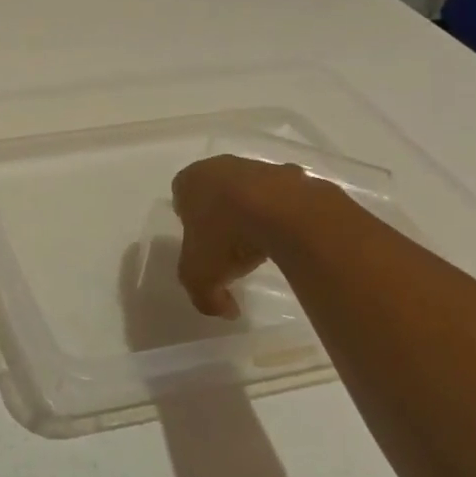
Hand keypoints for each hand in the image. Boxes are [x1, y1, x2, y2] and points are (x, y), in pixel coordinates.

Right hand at [170, 155, 301, 317]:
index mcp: (190, 181)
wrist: (284, 212)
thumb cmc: (226, 236)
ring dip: (254, 213)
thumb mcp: (200, 278)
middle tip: (230, 246)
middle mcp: (220, 166)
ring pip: (251, 192)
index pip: (181, 198)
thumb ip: (205, 298)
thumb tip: (226, 310)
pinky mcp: (293, 176)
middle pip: (216, 192)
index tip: (202, 245)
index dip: (190, 223)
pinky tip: (290, 237)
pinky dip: (285, 214)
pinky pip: (284, 198)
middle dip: (222, 215)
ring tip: (264, 244)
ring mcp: (259, 167)